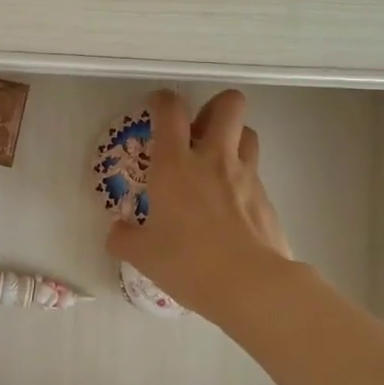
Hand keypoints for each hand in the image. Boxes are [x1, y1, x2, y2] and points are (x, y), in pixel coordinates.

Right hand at [106, 89, 293, 323]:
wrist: (250, 285)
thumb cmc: (188, 262)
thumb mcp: (143, 254)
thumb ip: (124, 238)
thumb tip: (116, 231)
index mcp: (175, 164)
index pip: (170, 110)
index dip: (163, 100)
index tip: (157, 105)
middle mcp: (213, 158)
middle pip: (228, 104)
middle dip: (213, 106)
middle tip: (197, 129)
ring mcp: (245, 175)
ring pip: (248, 132)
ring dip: (233, 136)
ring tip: (217, 159)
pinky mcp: (266, 197)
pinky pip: (255, 171)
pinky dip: (242, 176)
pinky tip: (231, 202)